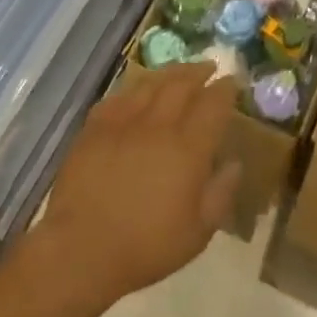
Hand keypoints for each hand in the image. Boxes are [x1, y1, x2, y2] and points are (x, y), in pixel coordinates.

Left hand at [40, 63, 241, 304]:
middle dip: (199, 72)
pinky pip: (119, 96)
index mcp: (188, 147)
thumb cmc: (146, 246)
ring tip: (179, 71)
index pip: (213, 104)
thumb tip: (234, 163)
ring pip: (150, 83)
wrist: (82, 248)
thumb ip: (221, 193)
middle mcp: (158, 124)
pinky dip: (134, 89)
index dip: (225, 89)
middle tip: (209, 67)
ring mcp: (123, 121)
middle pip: (182, 84)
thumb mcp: (198, 232)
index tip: (232, 81)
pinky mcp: (95, 126)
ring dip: (169, 73)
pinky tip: (137, 92)